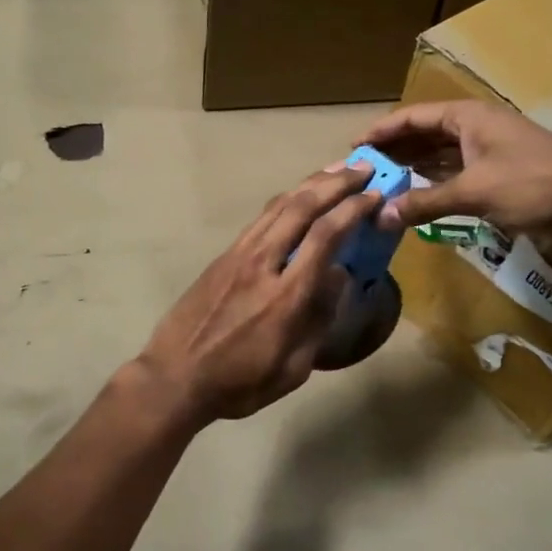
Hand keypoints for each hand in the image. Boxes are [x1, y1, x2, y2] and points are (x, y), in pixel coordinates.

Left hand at [136, 164, 382, 424]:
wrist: (175, 377)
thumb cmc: (239, 382)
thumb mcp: (293, 368)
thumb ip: (319, 320)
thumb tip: (340, 277)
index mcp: (287, 296)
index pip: (326, 236)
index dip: (353, 209)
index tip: (375, 196)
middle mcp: (264, 263)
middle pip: (303, 208)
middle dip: (336, 183)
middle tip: (363, 168)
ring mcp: (239, 255)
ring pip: (279, 206)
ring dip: (310, 184)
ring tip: (335, 170)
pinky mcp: (224, 256)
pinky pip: (260, 218)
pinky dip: (285, 201)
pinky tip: (298, 197)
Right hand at [359, 100, 551, 237]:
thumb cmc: (533, 184)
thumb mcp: (474, 192)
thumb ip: (425, 202)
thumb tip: (381, 215)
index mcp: (467, 117)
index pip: (412, 118)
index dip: (382, 132)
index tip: (353, 148)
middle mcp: (474, 127)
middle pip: (423, 135)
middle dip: (393, 152)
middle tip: (361, 172)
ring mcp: (487, 151)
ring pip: (438, 156)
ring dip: (412, 169)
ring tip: (380, 185)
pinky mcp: (498, 174)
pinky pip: (454, 173)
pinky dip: (433, 184)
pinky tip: (413, 197)